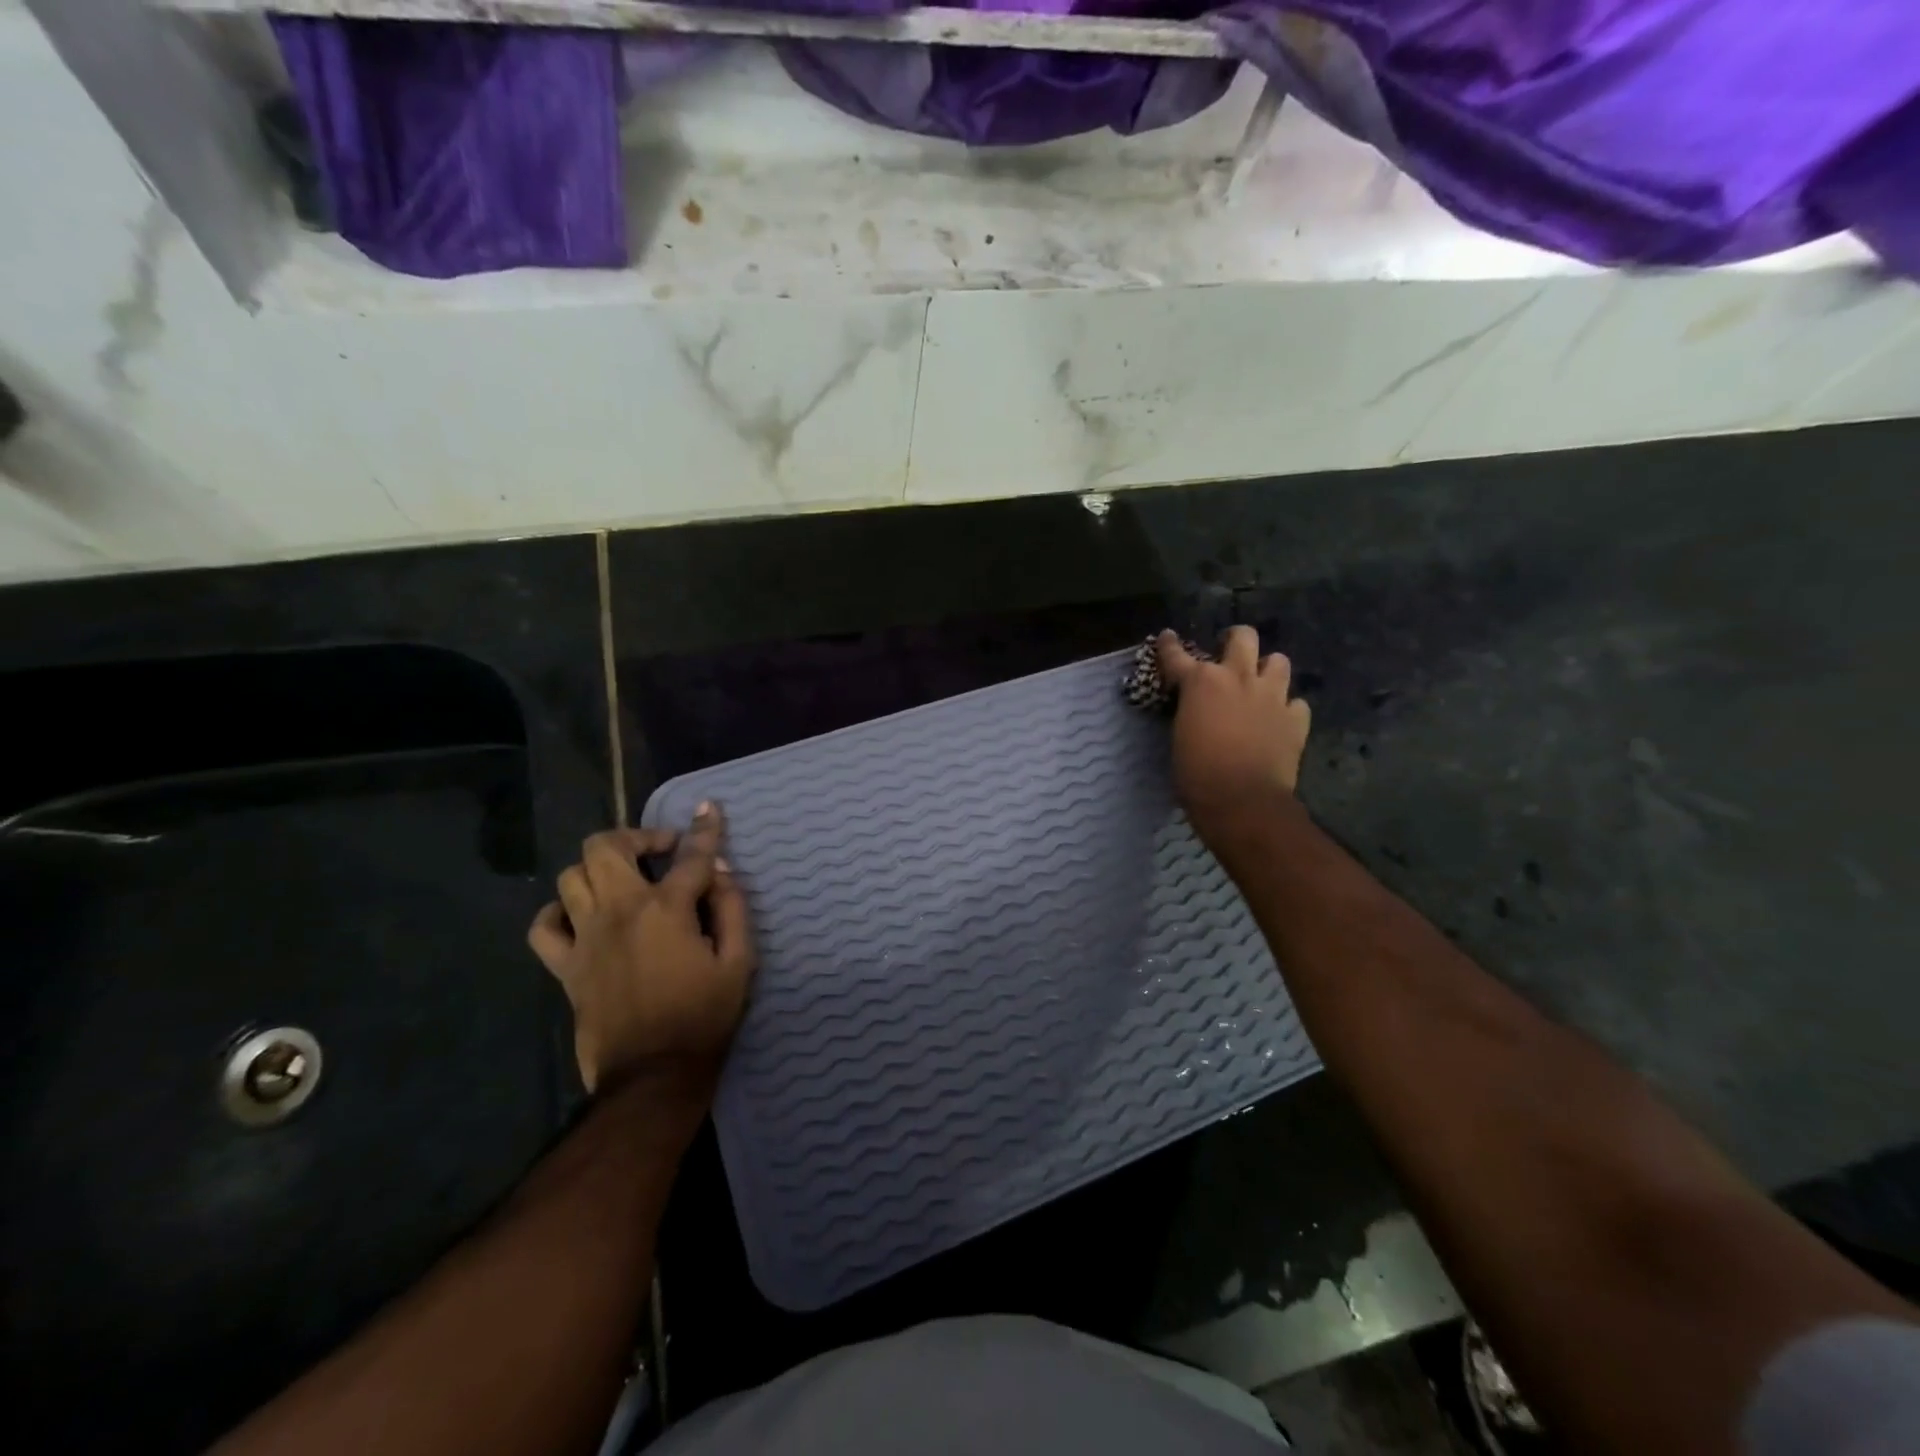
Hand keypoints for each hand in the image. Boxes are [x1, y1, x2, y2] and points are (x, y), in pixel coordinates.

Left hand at [527, 803, 755, 1096]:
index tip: (710, 808)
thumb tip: (719, 872)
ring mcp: (585, 938)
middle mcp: (619, 911)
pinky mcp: (565, 967)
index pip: (690, 855)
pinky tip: (582, 914)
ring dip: (600, 867)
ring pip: (572, 876)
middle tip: (663, 851)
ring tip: (626, 879)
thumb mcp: (739, 962)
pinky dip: (560, 910)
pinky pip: (544, 926)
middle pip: (607, 847)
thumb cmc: (704, 1017)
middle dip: (638, 836)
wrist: (653, 1076)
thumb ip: (732, 909)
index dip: (705, 829)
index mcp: (666, 909)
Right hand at [1157, 626, 1311, 839]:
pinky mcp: (1296, 718)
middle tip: (1229, 652)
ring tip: (1260, 685)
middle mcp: (1238, 678)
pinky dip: (1287, 708)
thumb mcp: (1181, 736)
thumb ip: (1190, 712)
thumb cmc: (1197, 774)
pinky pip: (1296, 702)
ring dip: (1267, 670)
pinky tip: (1279, 720)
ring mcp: (1272, 696)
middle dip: (1235, 639)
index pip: (1177, 655)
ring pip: (1278, 661)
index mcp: (1201, 682)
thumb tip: (1196, 708)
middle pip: (1243, 637)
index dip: (1169, 645)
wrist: (1242, 800)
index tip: (1167, 636)